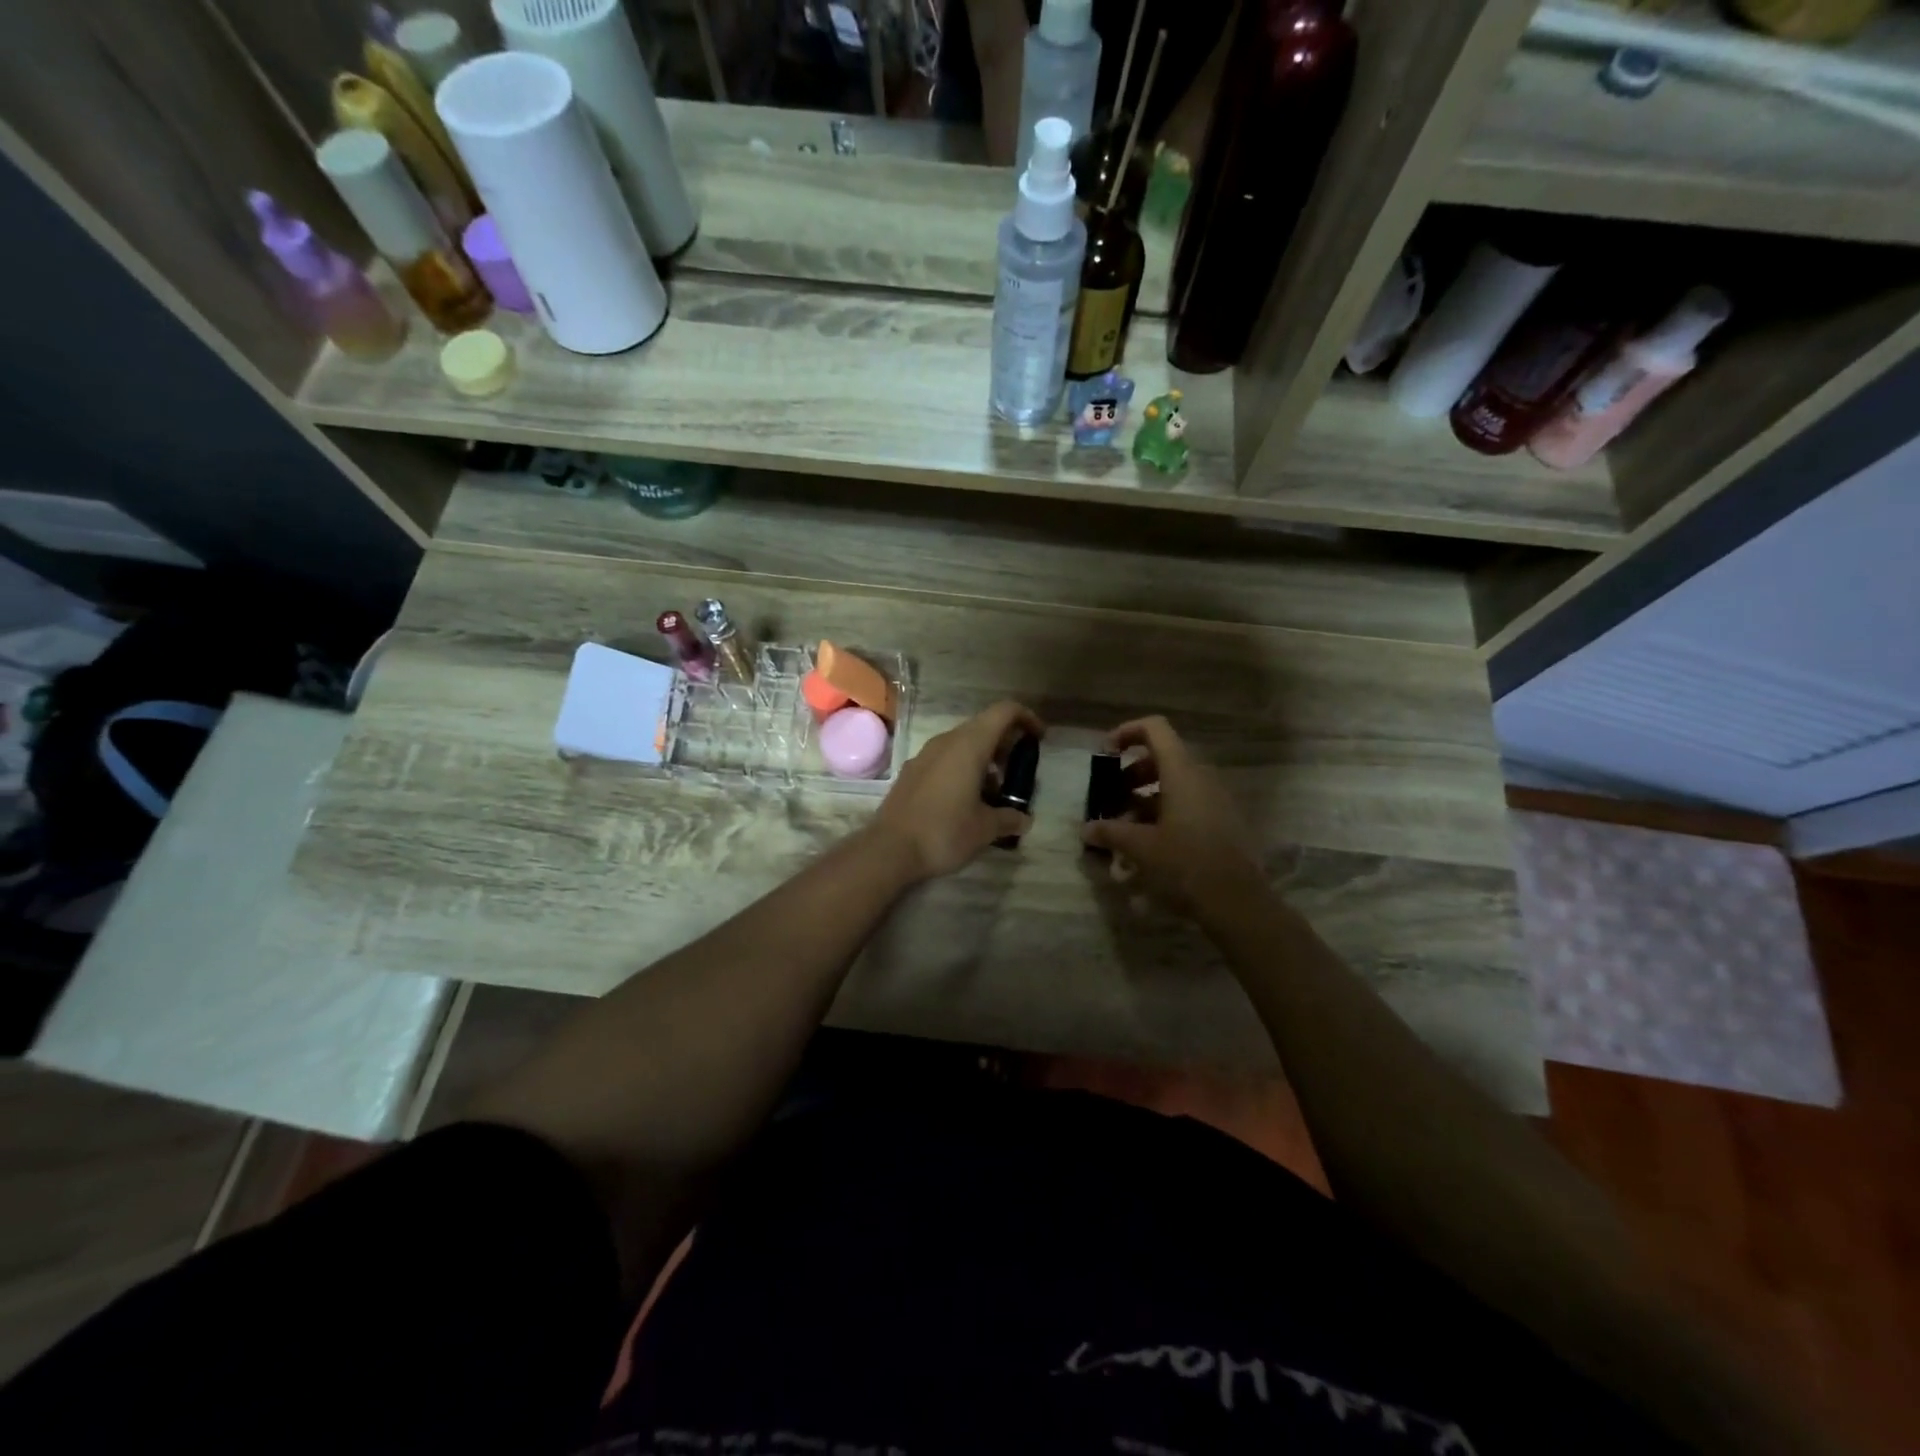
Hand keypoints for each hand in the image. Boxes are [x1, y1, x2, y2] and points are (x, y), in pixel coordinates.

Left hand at [871, 701, 1044, 881]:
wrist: (889, 849)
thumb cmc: (944, 832)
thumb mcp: (985, 829)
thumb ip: (1009, 818)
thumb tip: (1024, 820)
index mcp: (969, 745)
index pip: (1003, 712)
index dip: (1026, 718)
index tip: (1039, 738)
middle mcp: (946, 741)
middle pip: (983, 727)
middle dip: (1006, 744)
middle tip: (1018, 771)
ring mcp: (925, 755)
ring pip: (962, 743)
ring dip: (984, 758)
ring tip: (995, 791)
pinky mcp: (912, 772)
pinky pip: (945, 758)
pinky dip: (963, 768)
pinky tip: (966, 799)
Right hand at [1080, 715, 1267, 920]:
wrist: (1238, 903)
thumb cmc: (1185, 864)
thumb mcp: (1140, 848)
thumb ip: (1110, 832)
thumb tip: (1086, 829)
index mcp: (1182, 773)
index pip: (1155, 729)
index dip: (1127, 732)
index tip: (1105, 754)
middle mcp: (1201, 778)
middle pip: (1161, 759)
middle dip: (1130, 775)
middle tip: (1110, 800)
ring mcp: (1215, 800)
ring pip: (1173, 785)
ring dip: (1144, 799)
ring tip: (1123, 830)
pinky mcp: (1222, 822)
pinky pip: (1187, 805)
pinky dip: (1163, 815)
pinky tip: (1147, 847)